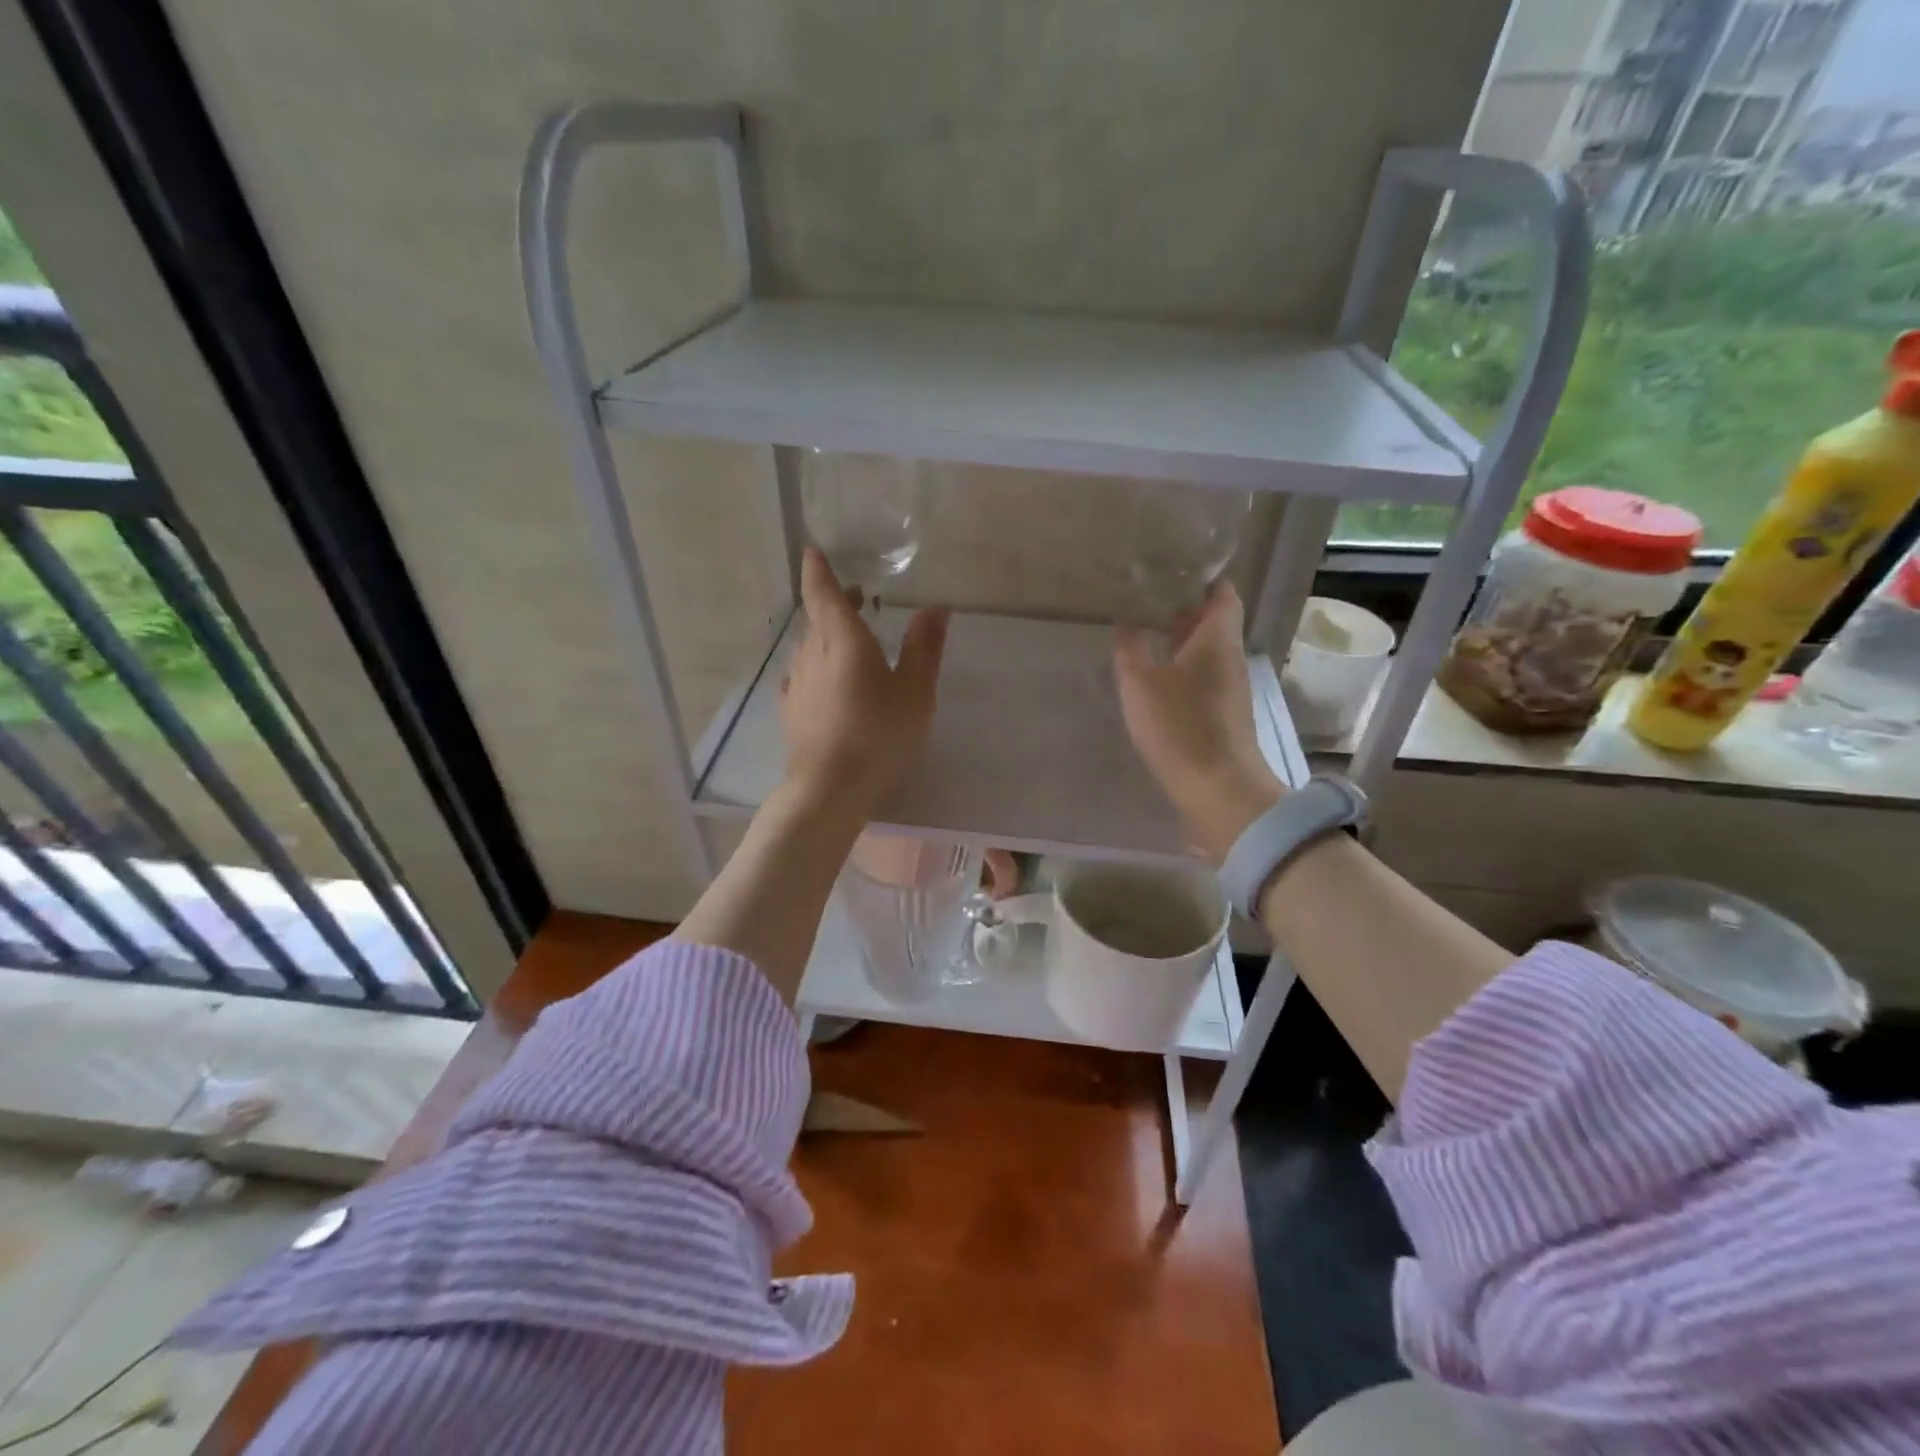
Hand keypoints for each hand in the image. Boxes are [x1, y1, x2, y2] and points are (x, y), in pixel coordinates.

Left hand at [780, 548, 947, 816]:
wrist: (830, 788)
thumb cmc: (880, 735)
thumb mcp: (916, 692)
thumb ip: (925, 647)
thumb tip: (935, 607)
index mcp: (844, 640)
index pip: (823, 592)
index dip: (819, 570)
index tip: (813, 551)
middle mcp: (813, 653)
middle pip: (818, 617)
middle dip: (834, 602)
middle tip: (857, 597)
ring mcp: (798, 683)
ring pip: (809, 647)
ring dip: (825, 635)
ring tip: (848, 640)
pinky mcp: (791, 710)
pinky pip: (802, 676)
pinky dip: (815, 668)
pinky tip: (823, 681)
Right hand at [1114, 581, 1281, 864]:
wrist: (1218, 789)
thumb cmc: (1180, 726)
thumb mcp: (1140, 683)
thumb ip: (1130, 649)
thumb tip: (1127, 623)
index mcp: (1217, 638)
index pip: (1222, 594)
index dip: (1202, 579)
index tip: (1172, 571)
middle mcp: (1230, 657)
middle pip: (1213, 622)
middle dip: (1182, 610)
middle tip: (1145, 600)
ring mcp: (1229, 688)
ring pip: (1205, 652)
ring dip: (1179, 642)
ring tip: (1142, 634)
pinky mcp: (1222, 715)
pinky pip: (1202, 678)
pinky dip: (1181, 669)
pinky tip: (1154, 678)